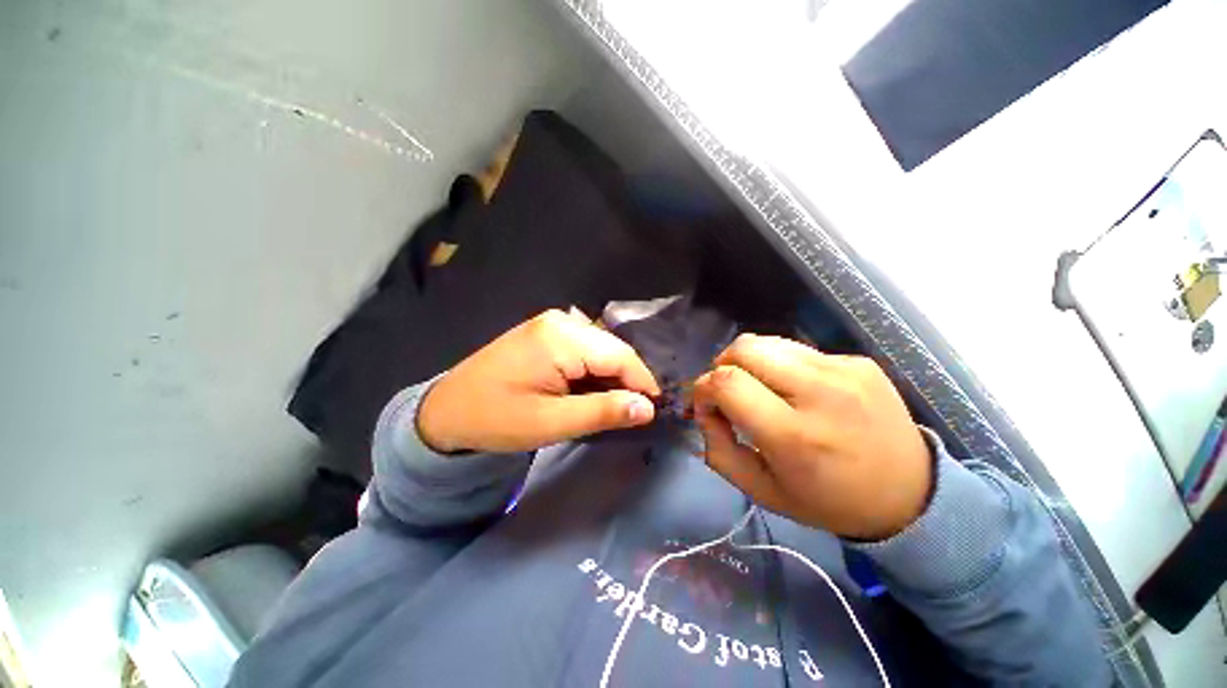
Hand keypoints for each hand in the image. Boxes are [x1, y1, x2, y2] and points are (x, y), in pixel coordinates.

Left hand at [417, 310, 660, 453]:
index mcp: (561, 338)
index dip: (643, 382)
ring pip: (601, 348)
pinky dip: (594, 370)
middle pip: (612, 349)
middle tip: (634, 412)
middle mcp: (561, 321)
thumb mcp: (552, 422)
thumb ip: (603, 412)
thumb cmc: (497, 419)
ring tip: (612, 405)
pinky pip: (584, 348)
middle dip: (627, 380)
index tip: (655, 409)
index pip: (620, 356)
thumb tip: (648, 408)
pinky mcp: (546, 332)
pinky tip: (590, 390)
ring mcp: (552, 323)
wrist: (447, 410)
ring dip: (611, 376)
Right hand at [692, 334, 931, 540]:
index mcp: (794, 436)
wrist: (911, 495)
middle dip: (722, 365)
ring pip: (768, 341)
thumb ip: (719, 450)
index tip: (705, 405)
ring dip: (748, 361)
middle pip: (744, 348)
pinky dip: (779, 364)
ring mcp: (844, 371)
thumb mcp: (761, 491)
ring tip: (758, 387)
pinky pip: (797, 350)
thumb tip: (705, 411)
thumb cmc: (828, 501)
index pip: (727, 383)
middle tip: (727, 391)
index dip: (703, 388)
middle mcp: (820, 393)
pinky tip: (793, 389)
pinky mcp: (858, 361)